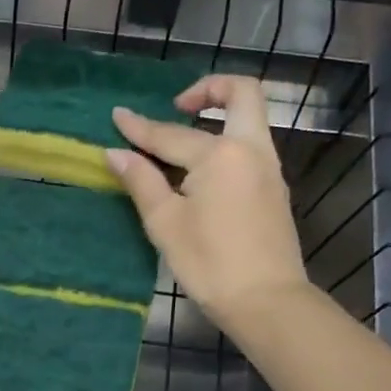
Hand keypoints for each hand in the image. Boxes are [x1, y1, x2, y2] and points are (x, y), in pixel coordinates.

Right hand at [105, 75, 308, 335]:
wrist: (266, 301)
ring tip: (179, 147)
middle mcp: (251, 150)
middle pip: (242, 94)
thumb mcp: (166, 223)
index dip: (139, 127)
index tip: (117, 115)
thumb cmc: (209, 263)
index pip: (171, 134)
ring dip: (217, 119)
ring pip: (249, 121)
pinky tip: (199, 175)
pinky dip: (225, 145)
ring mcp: (269, 169)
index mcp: (221, 154)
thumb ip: (142, 181)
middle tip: (178, 107)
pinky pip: (249, 149)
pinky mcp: (274, 190)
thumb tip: (116, 153)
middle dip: (209, 89)